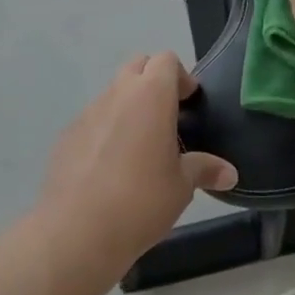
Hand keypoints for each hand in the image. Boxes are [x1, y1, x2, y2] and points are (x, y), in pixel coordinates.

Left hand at [36, 52, 237, 277]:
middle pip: (137, 67)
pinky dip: (105, 131)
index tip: (189, 103)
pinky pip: (92, 122)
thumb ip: (204, 169)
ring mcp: (86, 114)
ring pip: (112, 94)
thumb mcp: (182, 186)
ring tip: (140, 147)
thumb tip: (229, 173)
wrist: (75, 233)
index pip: (166, 60)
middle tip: (167, 117)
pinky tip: (110, 168)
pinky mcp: (66, 137)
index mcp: (150, 96)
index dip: (181, 76)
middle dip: (153, 82)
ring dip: (128, 107)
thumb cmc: (141, 200)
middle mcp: (117, 95)